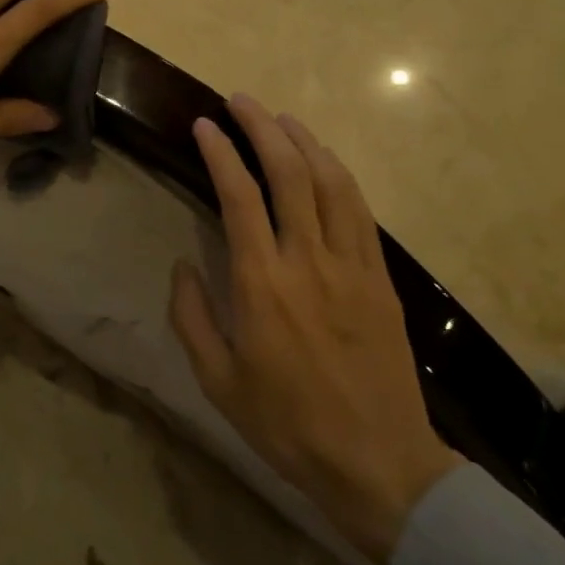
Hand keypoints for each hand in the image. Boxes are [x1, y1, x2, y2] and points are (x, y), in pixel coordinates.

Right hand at [169, 95, 460, 563]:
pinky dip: (340, 176)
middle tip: (240, 101)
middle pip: (288, 174)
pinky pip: (361, 212)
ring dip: (304, 142)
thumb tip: (184, 266)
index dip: (220, 153)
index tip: (204, 125)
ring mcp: (352, 266)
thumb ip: (192, 316)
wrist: (377, 462)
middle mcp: (308, 261)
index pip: (239, 197)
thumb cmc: (286, 424)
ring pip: (331, 183)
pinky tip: (325, 162)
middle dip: (261, 128)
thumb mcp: (217, 381)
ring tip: (281, 119)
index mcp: (262, 285)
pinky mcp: (381, 278)